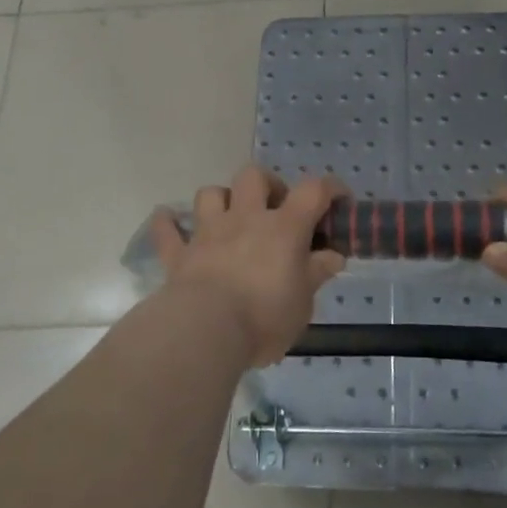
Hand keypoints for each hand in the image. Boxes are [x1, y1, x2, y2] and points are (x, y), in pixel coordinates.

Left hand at [148, 166, 346, 367]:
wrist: (206, 331)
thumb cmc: (264, 316)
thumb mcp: (303, 302)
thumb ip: (316, 274)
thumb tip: (333, 256)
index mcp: (283, 228)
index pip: (313, 191)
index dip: (329, 188)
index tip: (339, 199)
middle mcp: (245, 219)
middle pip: (253, 176)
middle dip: (267, 184)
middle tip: (275, 208)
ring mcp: (208, 233)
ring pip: (210, 193)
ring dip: (221, 199)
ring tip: (230, 218)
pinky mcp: (179, 254)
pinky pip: (167, 230)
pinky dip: (168, 224)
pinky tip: (168, 221)